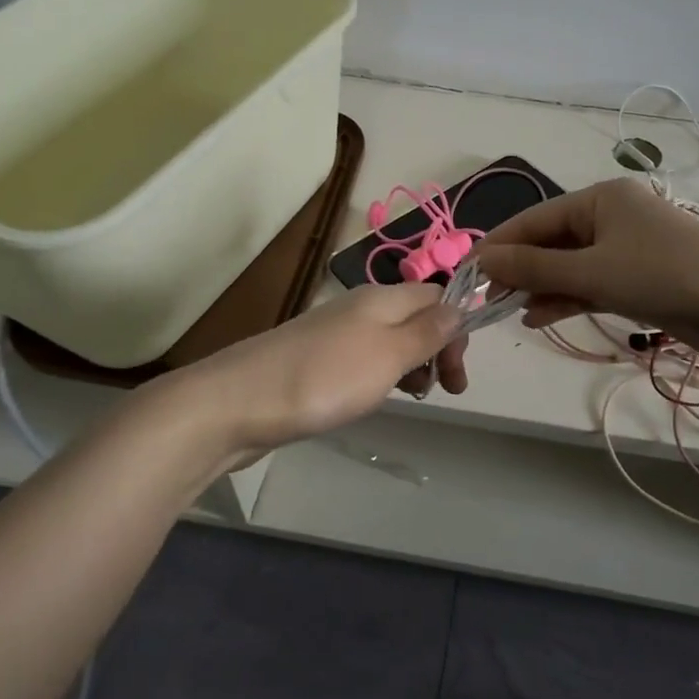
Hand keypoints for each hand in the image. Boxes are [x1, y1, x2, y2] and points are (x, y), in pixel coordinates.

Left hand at [183, 283, 469, 454]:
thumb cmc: (325, 378)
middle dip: (437, 350)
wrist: (238, 403)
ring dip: (411, 365)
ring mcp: (334, 333)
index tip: (458, 372)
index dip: (456, 328)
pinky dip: (381, 376)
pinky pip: (363, 359)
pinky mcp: (315, 360)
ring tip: (412, 397)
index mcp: (381, 298)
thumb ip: (427, 331)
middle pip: (415, 317)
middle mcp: (360, 307)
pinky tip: (373, 398)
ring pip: (390, 340)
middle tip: (446, 390)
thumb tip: (460, 306)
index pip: (437, 295)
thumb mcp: (389, 354)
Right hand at [477, 178, 698, 363]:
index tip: (468, 272)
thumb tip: (483, 260)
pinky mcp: (639, 278)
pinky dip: (567, 298)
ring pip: (570, 265)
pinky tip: (540, 317)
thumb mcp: (593, 272)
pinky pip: (591, 283)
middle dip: (520, 269)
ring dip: (541, 287)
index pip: (535, 219)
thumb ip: (535, 268)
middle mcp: (611, 217)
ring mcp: (627, 248)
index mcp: (601, 199)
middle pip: (551, 241)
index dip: (500, 245)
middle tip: (487, 298)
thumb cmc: (665, 276)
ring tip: (509, 311)